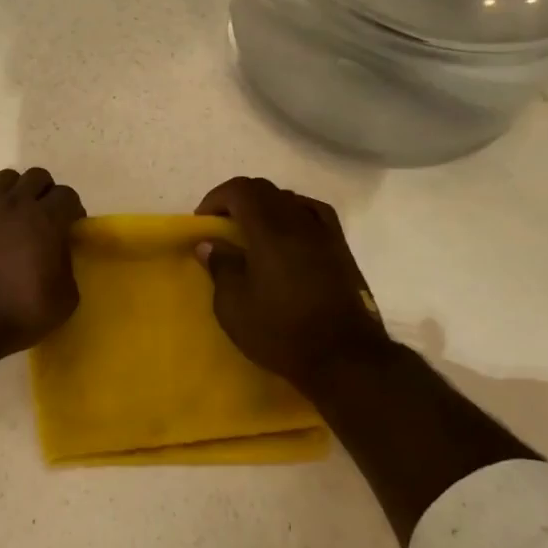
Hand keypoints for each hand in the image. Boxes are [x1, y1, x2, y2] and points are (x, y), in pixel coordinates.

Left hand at [0, 169, 85, 359]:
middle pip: (37, 177)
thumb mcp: (63, 301)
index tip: (69, 229)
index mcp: (46, 220)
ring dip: (14, 192)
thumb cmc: (14, 313)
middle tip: (43, 220)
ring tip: (11, 216)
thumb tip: (59, 254)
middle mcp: (15, 203)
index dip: (72, 210)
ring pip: (5, 177)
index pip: (67, 195)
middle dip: (45, 193)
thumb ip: (68, 269)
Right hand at [195, 177, 390, 396]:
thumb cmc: (281, 332)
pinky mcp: (341, 250)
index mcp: (270, 231)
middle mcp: (299, 222)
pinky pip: (314, 214)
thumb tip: (210, 244)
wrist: (345, 358)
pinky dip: (294, 215)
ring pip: (290, 200)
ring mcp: (325, 234)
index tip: (203, 221)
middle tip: (221, 226)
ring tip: (252, 233)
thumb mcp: (234, 306)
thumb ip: (221, 267)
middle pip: (265, 190)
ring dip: (265, 207)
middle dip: (237, 200)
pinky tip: (289, 235)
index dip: (216, 197)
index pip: (241, 190)